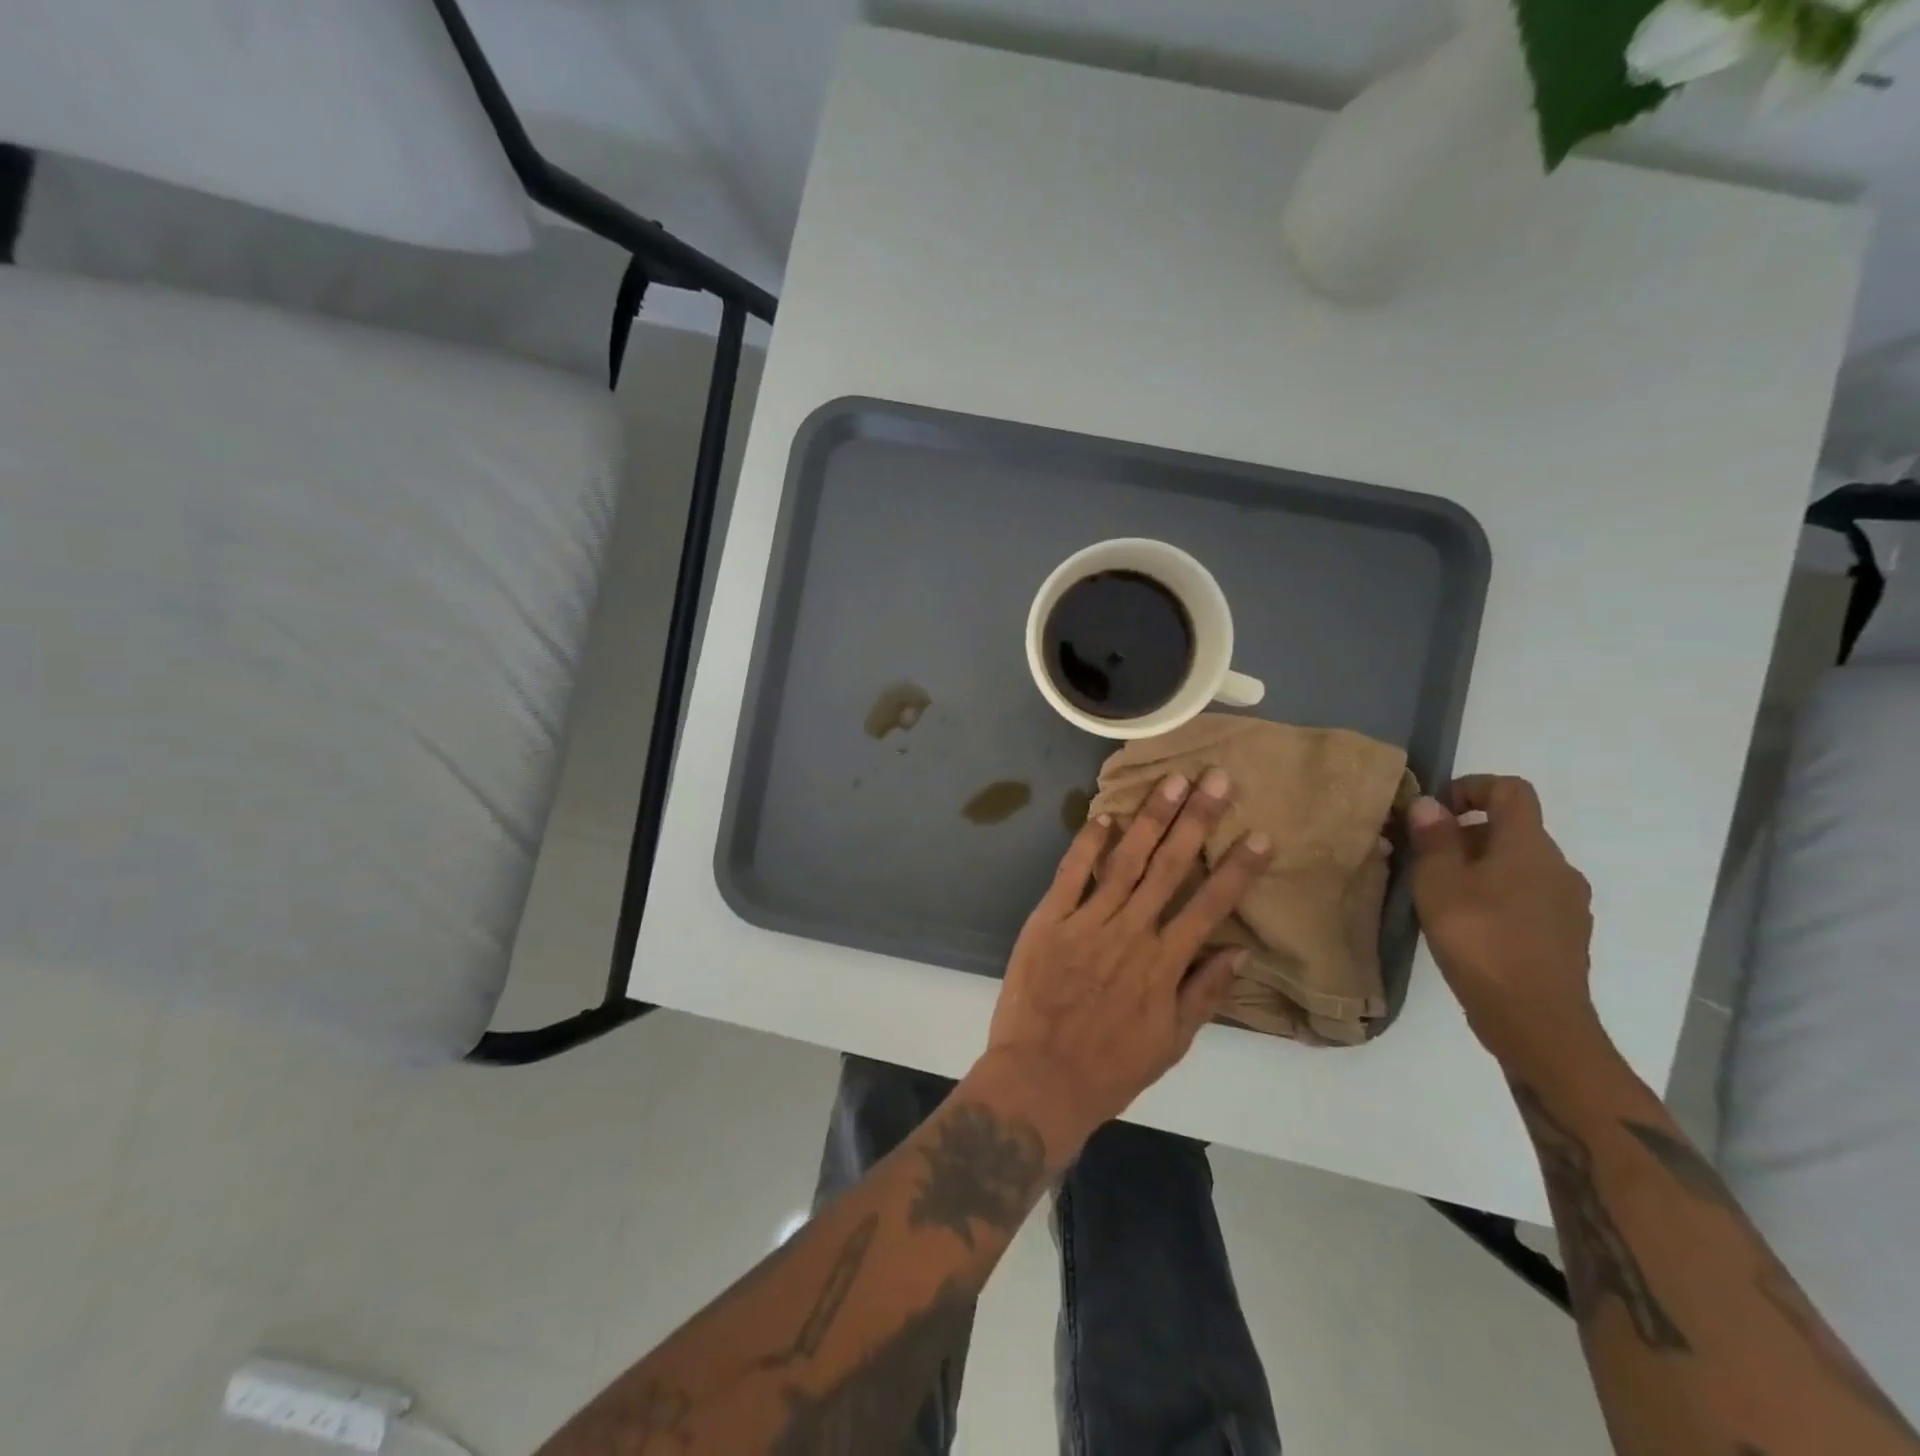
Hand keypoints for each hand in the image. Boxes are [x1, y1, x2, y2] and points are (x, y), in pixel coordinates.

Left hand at [982, 769, 1271, 1151]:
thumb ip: (1205, 994)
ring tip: (1172, 781)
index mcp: (1164, 963)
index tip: (1261, 834)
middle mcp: (1131, 932)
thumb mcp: (1172, 1043)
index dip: (1238, 868)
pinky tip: (1103, 815)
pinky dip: (1087, 843)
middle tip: (1217, 778)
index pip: (1211, 905)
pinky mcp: (1048, 920)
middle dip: (1197, 820)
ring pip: (1125, 860)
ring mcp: (1087, 922)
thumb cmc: (1110, 1067)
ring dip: (1150, 818)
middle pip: (1170, 866)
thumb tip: (1241, 952)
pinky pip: (1071, 874)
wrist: (1040, 1078)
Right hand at [1407, 776, 1598, 1072]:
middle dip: (1466, 834)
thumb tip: (1430, 804)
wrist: (1536, 1022)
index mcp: (1529, 847)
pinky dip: (1494, 897)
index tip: (1436, 811)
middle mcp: (1557, 867)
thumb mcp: (1439, 884)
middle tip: (1424, 859)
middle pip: (1512, 830)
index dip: (1472, 787)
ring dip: (1479, 868)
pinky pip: (1526, 898)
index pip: (1511, 790)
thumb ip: (1435, 840)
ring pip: (1518, 866)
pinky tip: (1466, 927)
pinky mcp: (1563, 937)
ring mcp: (1566, 905)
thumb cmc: (1481, 940)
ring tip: (1440, 895)